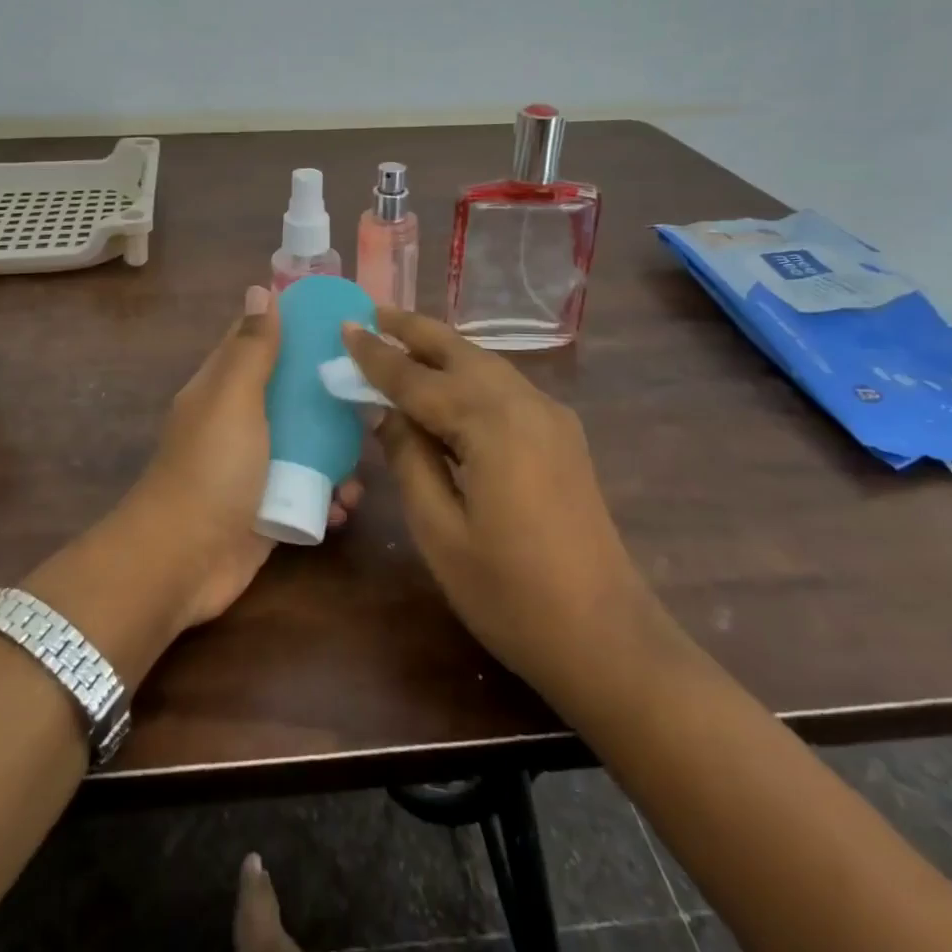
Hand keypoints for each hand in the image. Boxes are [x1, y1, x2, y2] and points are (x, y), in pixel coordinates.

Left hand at [125, 286, 361, 631]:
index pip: (259, 342)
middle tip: (373, 395)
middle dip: (329, 395)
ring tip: (364, 462)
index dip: (295, 327)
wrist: (183, 562)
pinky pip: (308, 491)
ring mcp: (254, 467)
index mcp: (223, 387)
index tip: (343, 322)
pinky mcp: (269, 507)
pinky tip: (345, 506)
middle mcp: (238, 421)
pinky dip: (329, 497)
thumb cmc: (211, 468)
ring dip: (337, 454)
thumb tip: (260, 288)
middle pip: (291, 394)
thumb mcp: (233, 398)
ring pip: (306, 445)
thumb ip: (252, 348)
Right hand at [344, 307, 646, 702]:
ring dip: (441, 349)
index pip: (417, 378)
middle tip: (372, 313)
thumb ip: (408, 459)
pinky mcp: (561, 436)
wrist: (608, 640)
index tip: (344, 326)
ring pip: (485, 363)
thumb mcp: (439, 531)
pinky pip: (503, 387)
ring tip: (400, 340)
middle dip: (414, 330)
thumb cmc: (511, 594)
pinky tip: (445, 386)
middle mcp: (525, 403)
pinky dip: (467, 374)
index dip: (376, 356)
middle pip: (459, 351)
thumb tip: (384, 412)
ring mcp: (550, 417)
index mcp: (491, 423)